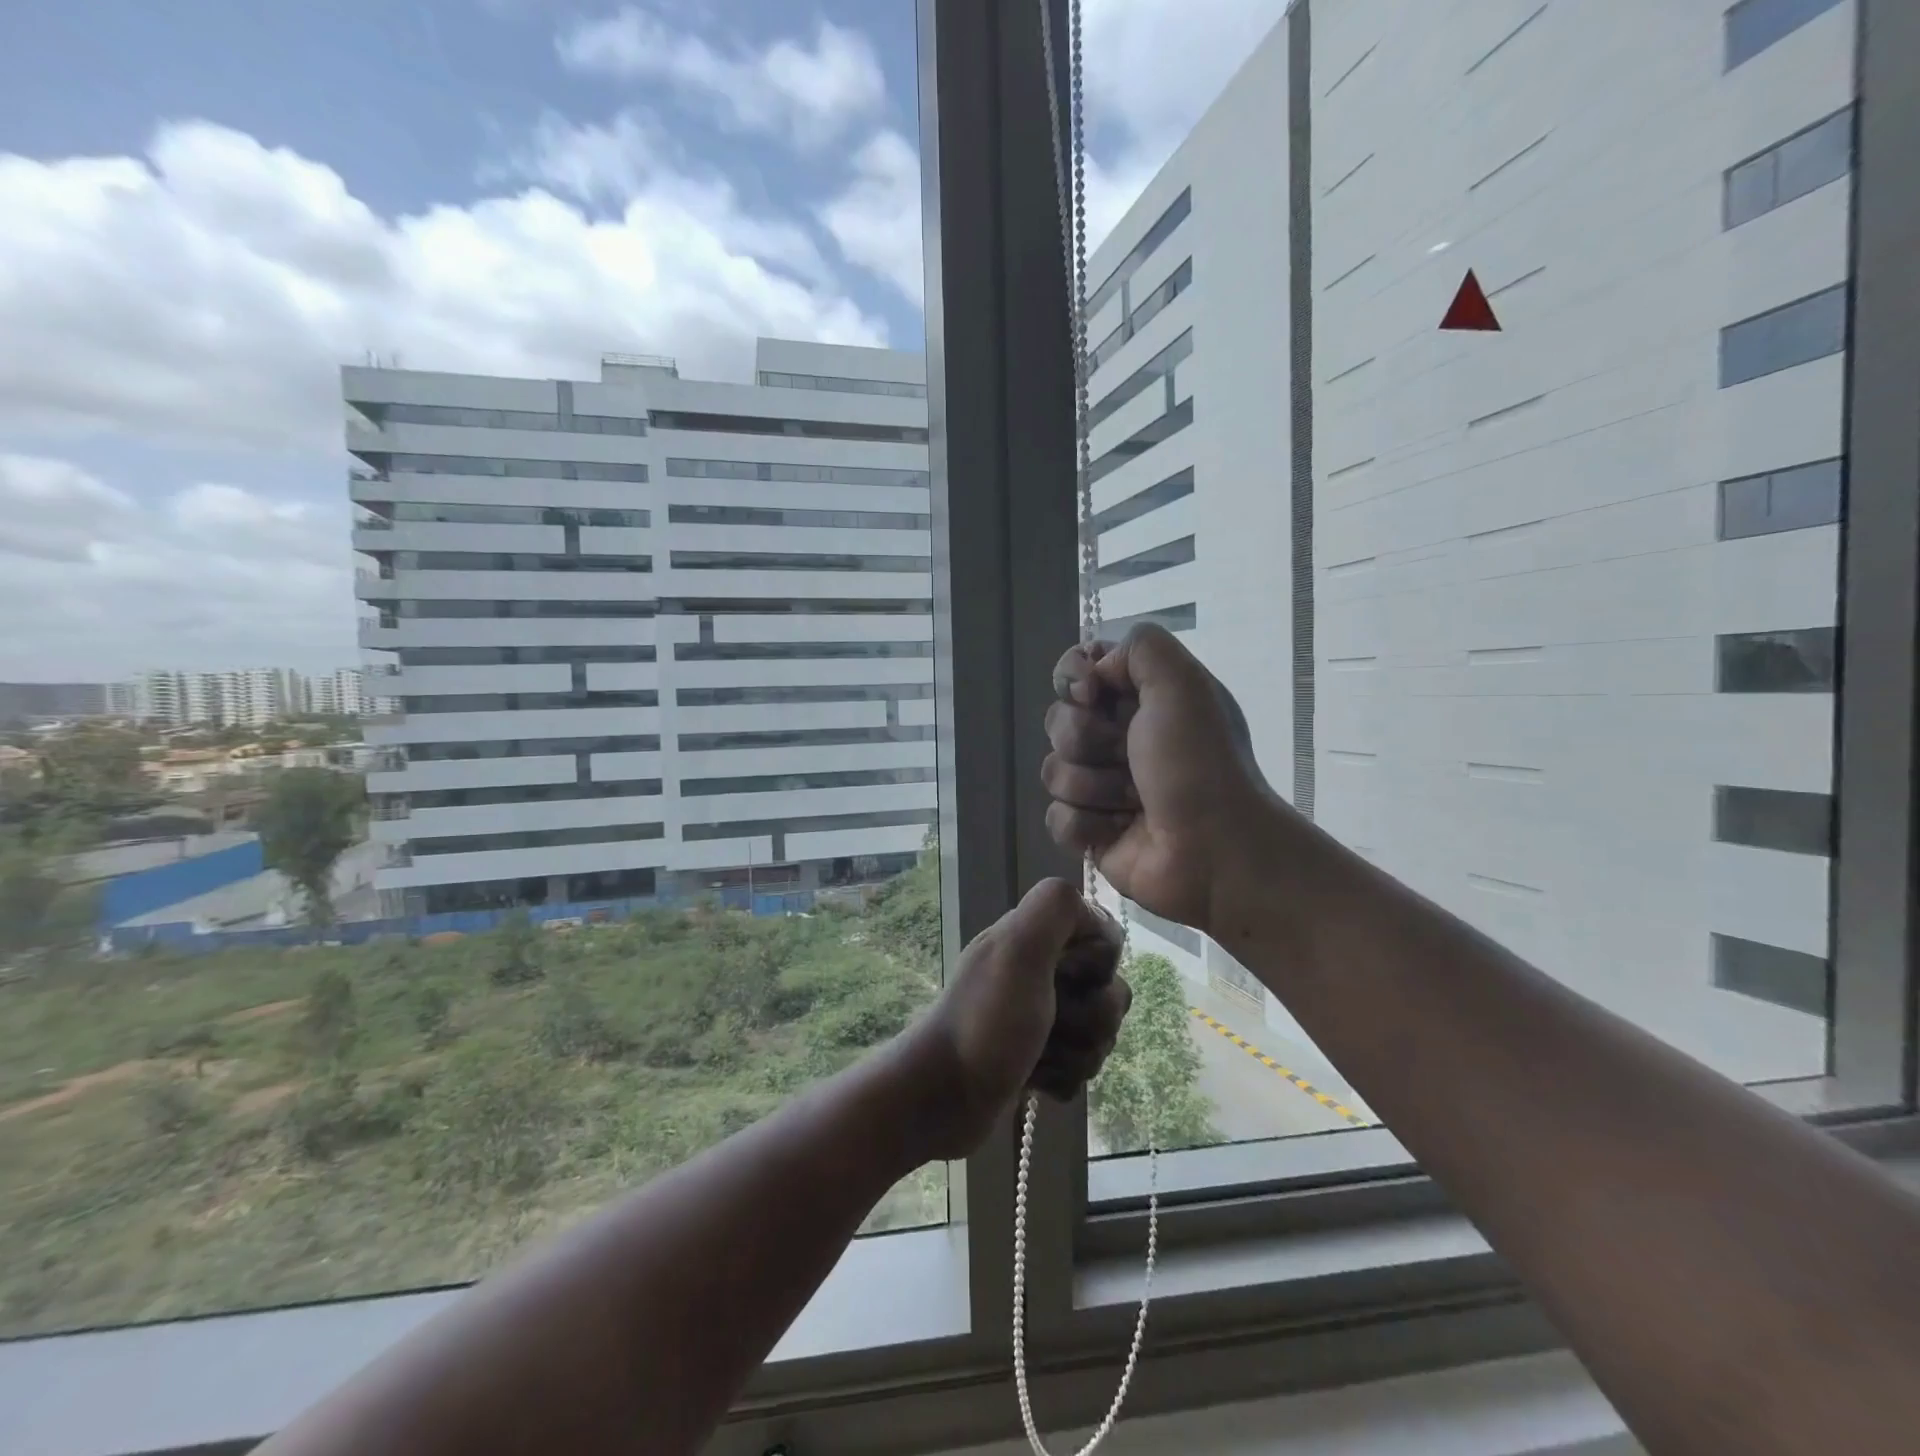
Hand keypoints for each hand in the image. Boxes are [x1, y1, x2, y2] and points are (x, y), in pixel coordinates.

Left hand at [905, 878, 1129, 1159]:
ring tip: (1038, 1058)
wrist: (941, 1099)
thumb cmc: (985, 1022)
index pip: (1104, 937)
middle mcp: (1038, 970)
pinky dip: (1063, 1077)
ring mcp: (1038, 1016)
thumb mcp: (1018, 948)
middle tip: (1051, 1025)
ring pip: (1099, 1033)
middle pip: (1108, 990)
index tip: (1067, 976)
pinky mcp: (1038, 1058)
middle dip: (1090, 1018)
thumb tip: (1092, 913)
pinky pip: (1081, 1067)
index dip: (1098, 963)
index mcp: (1032, 936)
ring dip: (1076, 1053)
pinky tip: (1035, 1081)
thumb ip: (1054, 909)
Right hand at [1042, 624, 1279, 935]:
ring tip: (1133, 800)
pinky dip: (1086, 825)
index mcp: (1141, 699)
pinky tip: (1118, 830)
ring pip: (1054, 771)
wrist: (1216, 851)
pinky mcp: (1091, 831)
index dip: (1073, 678)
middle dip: (1088, 739)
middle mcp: (1119, 737)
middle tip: (1128, 755)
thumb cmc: (1199, 764)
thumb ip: (1139, 645)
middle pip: (1058, 721)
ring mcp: (1102, 786)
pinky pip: (1056, 818)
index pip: (1078, 670)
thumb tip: (1095, 671)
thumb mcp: (1182, 683)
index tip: (1091, 693)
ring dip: (1093, 786)